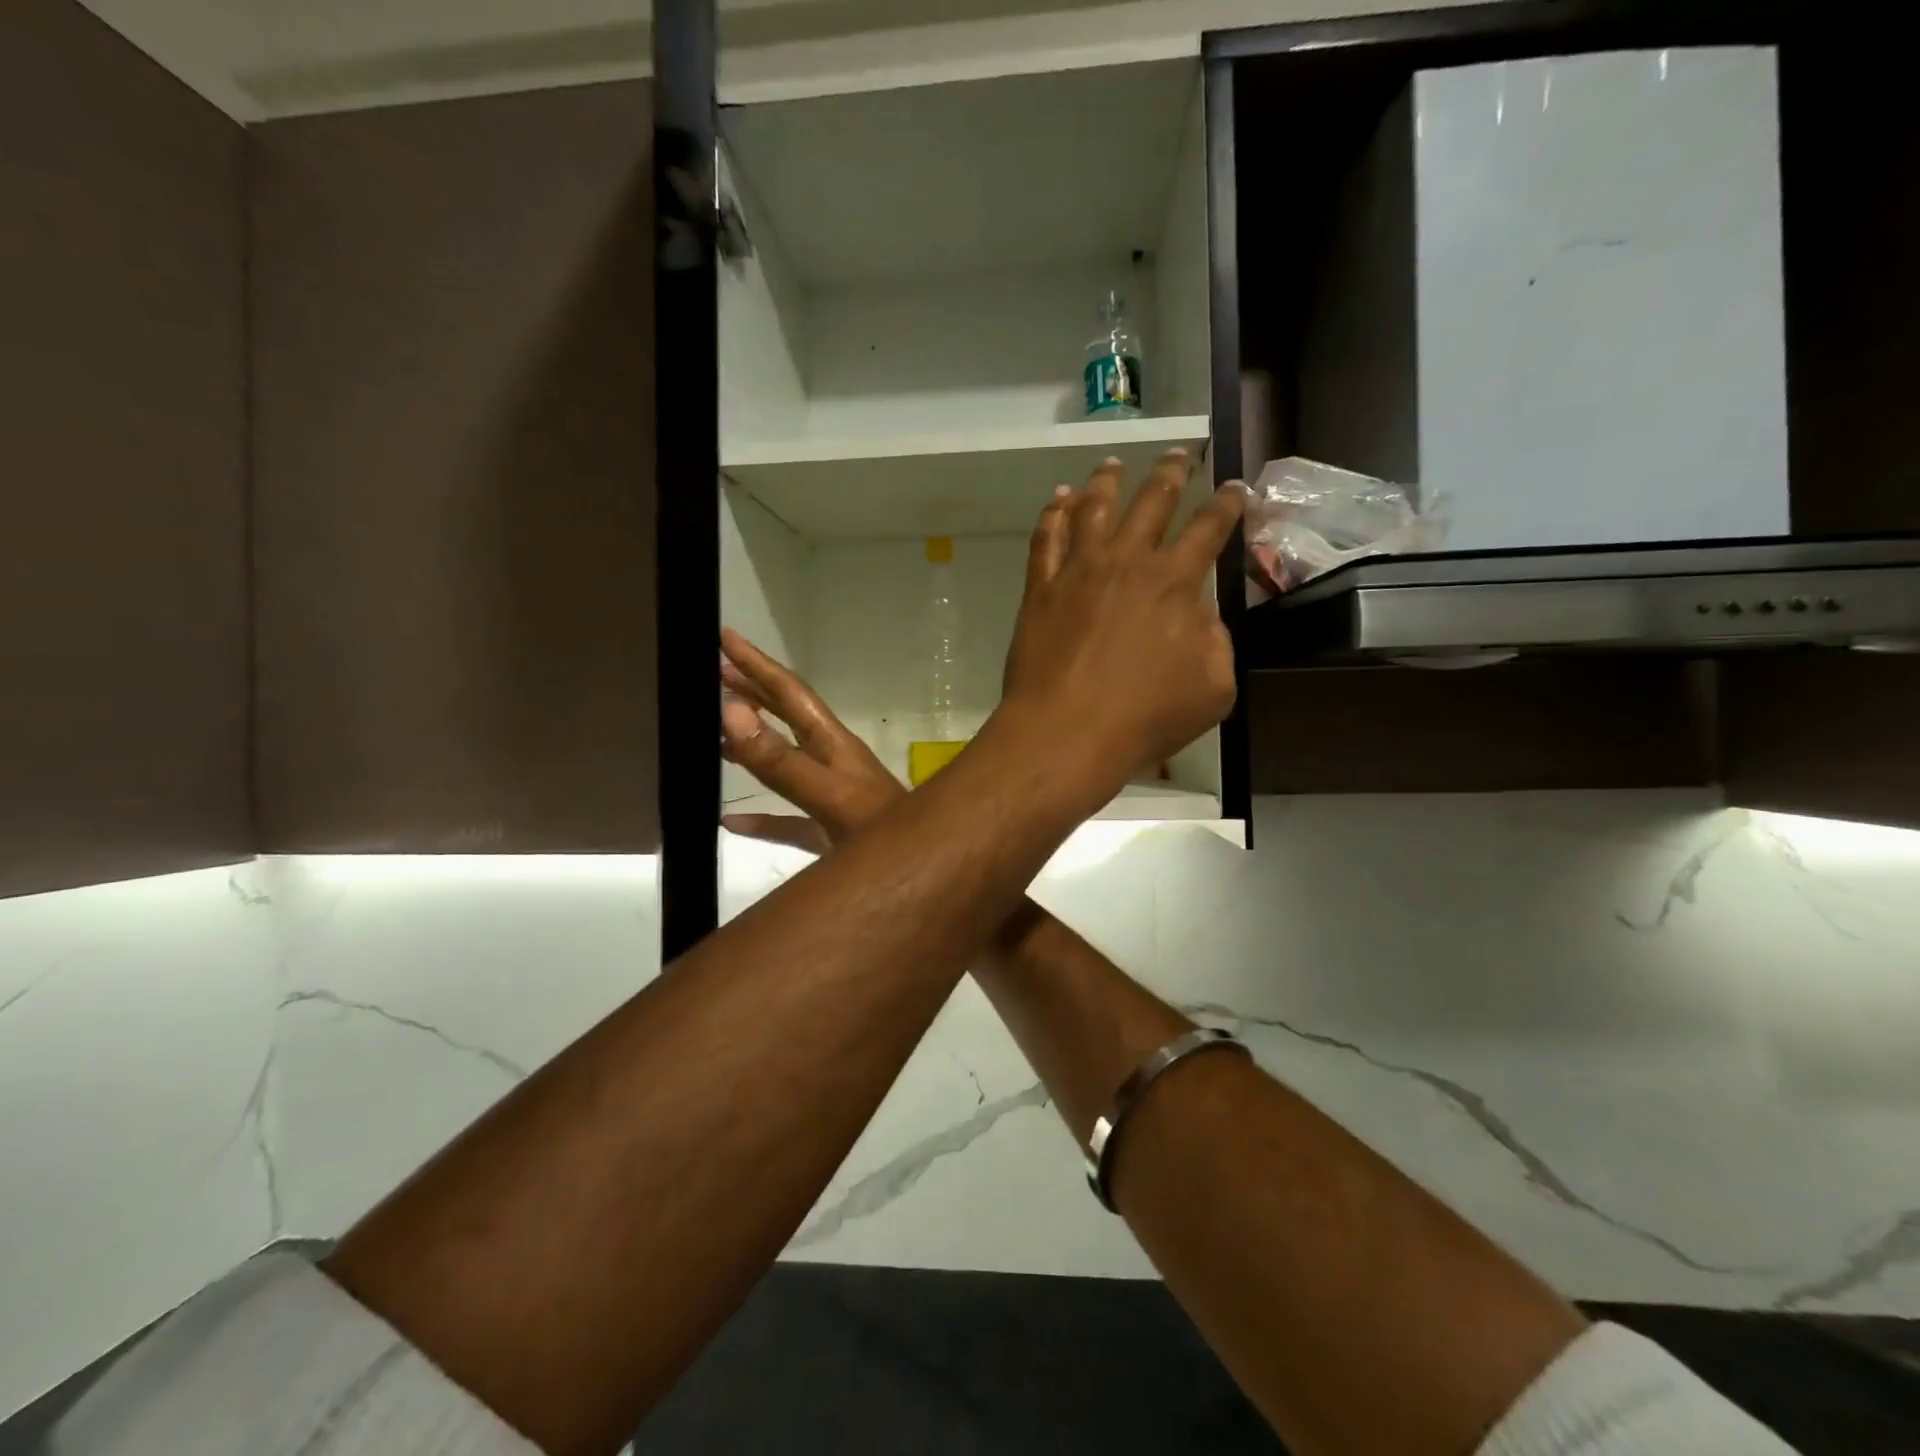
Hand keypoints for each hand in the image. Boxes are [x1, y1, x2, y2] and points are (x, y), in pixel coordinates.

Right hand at [720, 629, 904, 850]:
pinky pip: (785, 818)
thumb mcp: (828, 795)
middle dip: (754, 691)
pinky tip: (731, 821)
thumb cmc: (881, 832)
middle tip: (715, 671)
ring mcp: (830, 796)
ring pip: (785, 761)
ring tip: (716, 732)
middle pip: (787, 717)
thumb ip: (781, 760)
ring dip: (754, 744)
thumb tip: (732, 710)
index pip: (790, 693)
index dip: (758, 664)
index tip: (725, 637)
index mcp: (833, 743)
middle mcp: (831, 761)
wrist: (919, 874)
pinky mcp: (828, 831)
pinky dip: (759, 818)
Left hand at [996, 451, 1244, 809]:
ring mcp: (1078, 570)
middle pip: (1152, 502)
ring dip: (1107, 480)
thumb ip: (1214, 641)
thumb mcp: (1212, 687)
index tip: (1235, 488)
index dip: (1227, 504)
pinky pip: (1047, 537)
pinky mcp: (1041, 588)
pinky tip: (1060, 499)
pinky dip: (1055, 512)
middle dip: (1170, 473)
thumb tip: (1200, 614)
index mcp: (1175, 582)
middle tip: (1178, 454)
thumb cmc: (1145, 717)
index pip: (1209, 528)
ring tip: (1112, 463)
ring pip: (1095, 508)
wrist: (1066, 731)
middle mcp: (1127, 562)